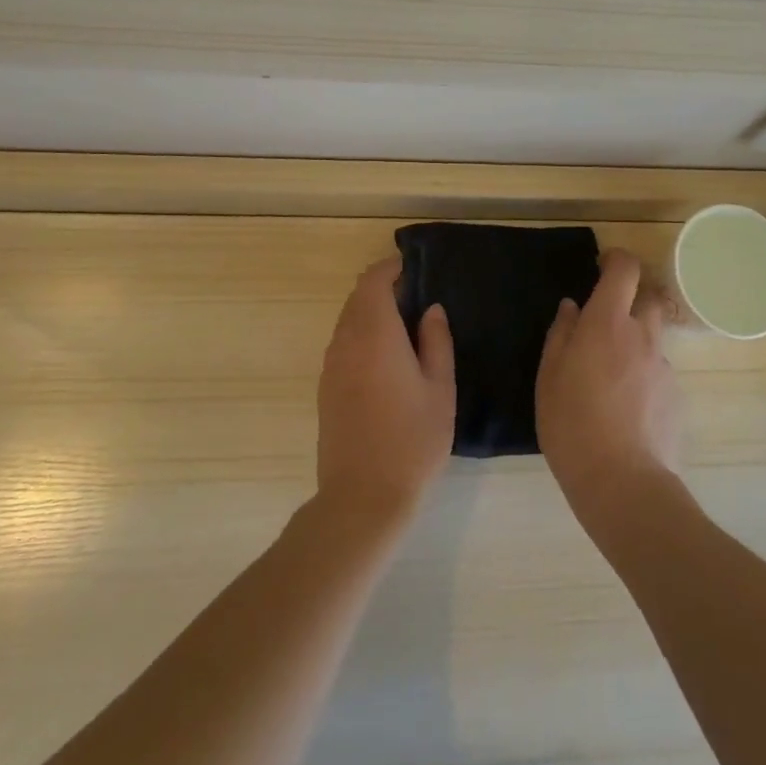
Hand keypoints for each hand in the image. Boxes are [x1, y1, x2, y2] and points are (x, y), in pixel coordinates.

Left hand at [315, 256, 454, 525]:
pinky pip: (342, 343)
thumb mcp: (440, 389)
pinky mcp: (325, 388)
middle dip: (382, 288)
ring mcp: (331, 365)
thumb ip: (437, 342)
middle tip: (415, 296)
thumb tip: (430, 310)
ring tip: (403, 326)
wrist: (363, 497)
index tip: (413, 268)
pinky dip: (360, 334)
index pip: (374, 281)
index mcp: (375, 334)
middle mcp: (346, 341)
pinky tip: (384, 358)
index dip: (391, 268)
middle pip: (357, 297)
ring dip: (370, 312)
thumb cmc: (412, 440)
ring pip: (347, 320)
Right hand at [536, 249, 680, 525]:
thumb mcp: (549, 376)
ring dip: (635, 341)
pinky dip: (643, 375)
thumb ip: (561, 334)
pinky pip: (657, 371)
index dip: (616, 259)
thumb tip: (572, 308)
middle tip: (606, 322)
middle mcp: (642, 335)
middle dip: (631, 299)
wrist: (623, 483)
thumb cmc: (572, 424)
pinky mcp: (675, 396)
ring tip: (610, 375)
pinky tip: (625, 407)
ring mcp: (663, 366)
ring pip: (653, 337)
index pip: (625, 270)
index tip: (602, 265)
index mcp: (607, 323)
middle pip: (648, 298)